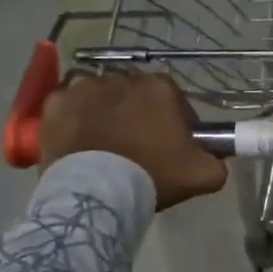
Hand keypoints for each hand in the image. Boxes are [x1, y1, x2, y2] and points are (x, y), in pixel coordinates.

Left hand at [40, 71, 227, 209]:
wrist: (96, 193)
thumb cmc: (152, 176)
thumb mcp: (202, 175)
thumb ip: (218, 162)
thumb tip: (217, 158)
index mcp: (160, 88)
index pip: (174, 97)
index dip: (175, 119)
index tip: (172, 144)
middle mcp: (122, 78)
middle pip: (135, 93)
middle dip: (139, 113)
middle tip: (139, 145)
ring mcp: (84, 87)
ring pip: (102, 95)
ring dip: (106, 111)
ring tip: (106, 143)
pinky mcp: (55, 103)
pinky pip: (69, 104)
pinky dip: (75, 117)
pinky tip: (80, 139)